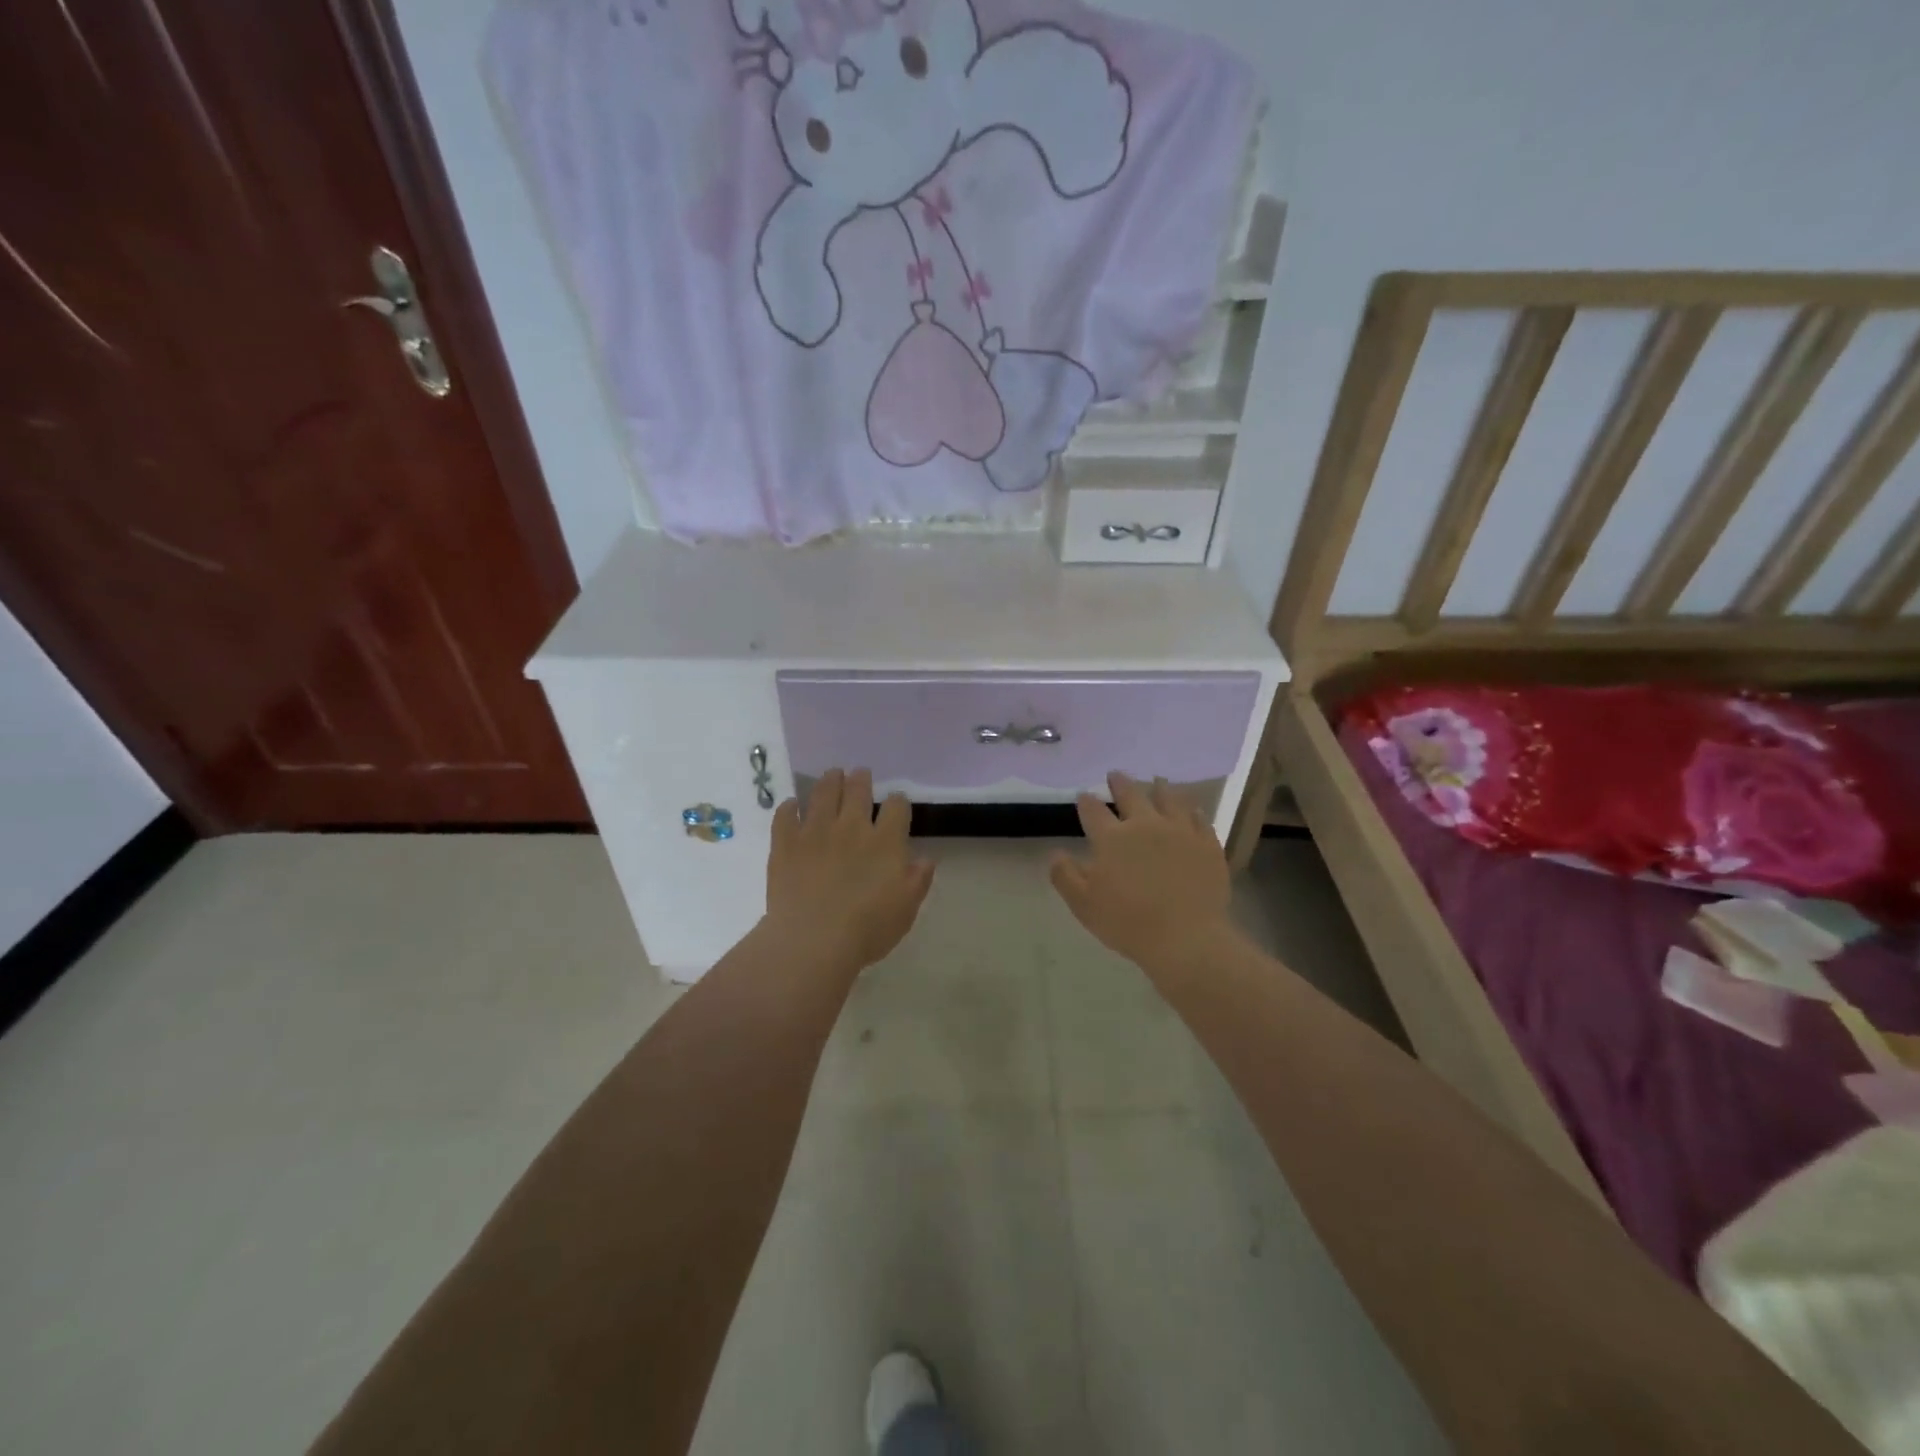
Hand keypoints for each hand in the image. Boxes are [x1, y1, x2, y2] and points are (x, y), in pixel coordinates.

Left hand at [764, 768, 934, 978]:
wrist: (813, 941)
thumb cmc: (867, 930)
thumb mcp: (906, 910)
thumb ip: (917, 880)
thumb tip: (925, 858)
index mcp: (885, 842)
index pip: (897, 806)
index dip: (898, 802)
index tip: (896, 805)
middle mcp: (851, 827)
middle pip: (858, 789)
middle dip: (861, 779)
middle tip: (860, 775)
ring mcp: (815, 831)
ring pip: (822, 792)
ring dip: (830, 780)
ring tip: (832, 775)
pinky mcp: (785, 842)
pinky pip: (785, 815)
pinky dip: (789, 808)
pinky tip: (791, 807)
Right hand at [1050, 772, 1237, 983]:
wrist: (1186, 938)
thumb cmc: (1128, 922)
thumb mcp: (1083, 904)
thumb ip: (1065, 875)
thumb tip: (1056, 853)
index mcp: (1112, 838)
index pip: (1093, 810)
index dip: (1086, 801)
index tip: (1083, 795)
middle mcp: (1145, 825)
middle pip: (1131, 794)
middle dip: (1120, 783)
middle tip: (1115, 774)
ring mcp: (1180, 831)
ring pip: (1169, 799)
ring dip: (1159, 788)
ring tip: (1157, 781)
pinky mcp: (1207, 844)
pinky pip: (1199, 819)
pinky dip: (1192, 811)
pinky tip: (1192, 810)